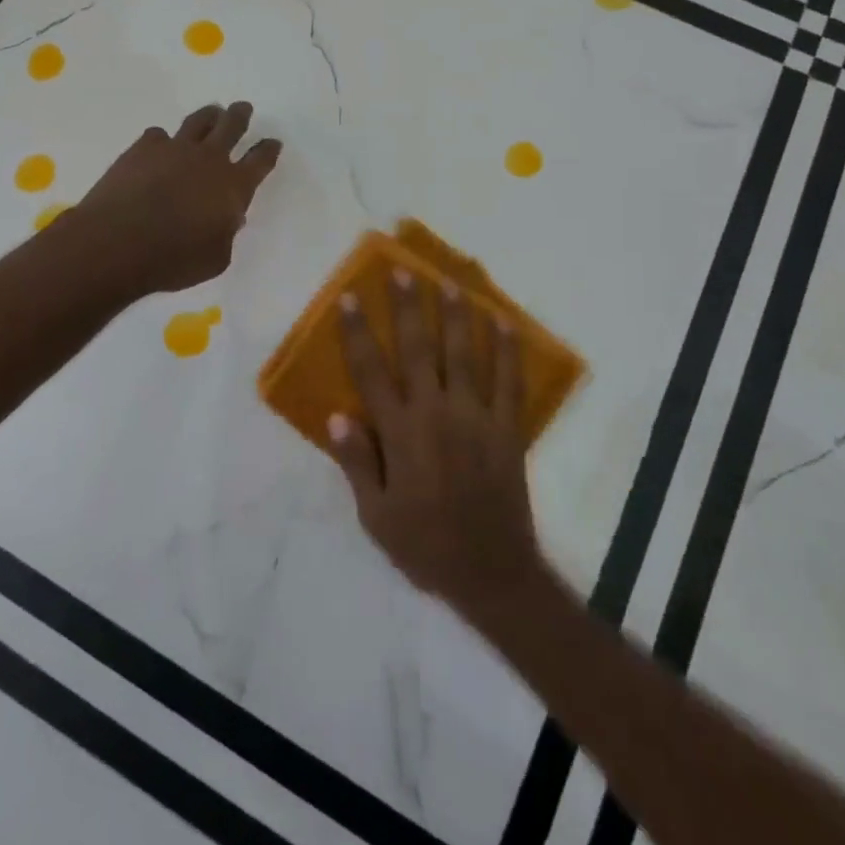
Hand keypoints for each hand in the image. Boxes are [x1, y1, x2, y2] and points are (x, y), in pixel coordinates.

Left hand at [71, 101, 281, 295]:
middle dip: (240, 116)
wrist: (118, 243)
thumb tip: (227, 217)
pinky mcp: (143, 147)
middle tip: (243, 108)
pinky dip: (162, 141)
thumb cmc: (173, 259)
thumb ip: (226, 233)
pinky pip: (158, 135)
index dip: (268, 150)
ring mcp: (175, 148)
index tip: (273, 142)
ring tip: (212, 113)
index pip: (260, 160)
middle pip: (231, 126)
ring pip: (198, 121)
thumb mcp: (216, 258)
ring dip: (209, 116)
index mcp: (234, 186)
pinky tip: (159, 146)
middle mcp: (209, 159)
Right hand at [328, 268, 545, 616]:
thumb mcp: (375, 515)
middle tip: (402, 271)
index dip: (358, 332)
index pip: (371, 371)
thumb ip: (356, 462)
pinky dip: (507, 349)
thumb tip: (336, 414)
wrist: (492, 573)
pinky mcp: (506, 428)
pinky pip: (508, 380)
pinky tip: (503, 321)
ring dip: (455, 316)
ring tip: (448, 282)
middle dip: (408, 307)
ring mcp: (475, 417)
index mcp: (399, 433)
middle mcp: (435, 413)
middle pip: (418, 349)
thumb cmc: (425, 545)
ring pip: (463, 354)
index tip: (350, 298)